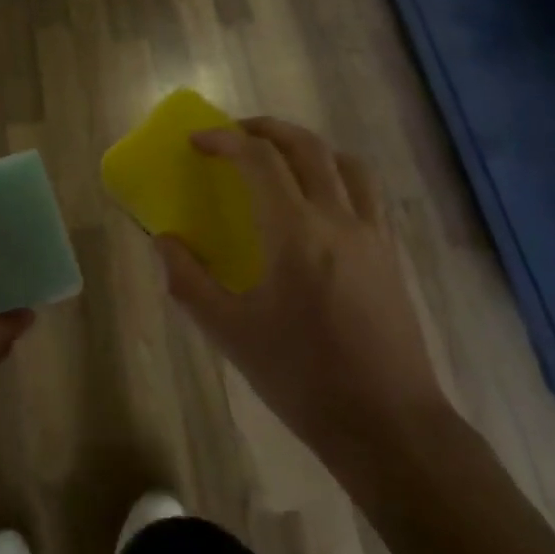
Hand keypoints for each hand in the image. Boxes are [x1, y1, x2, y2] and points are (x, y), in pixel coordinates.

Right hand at [155, 118, 452, 466]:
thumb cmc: (303, 378)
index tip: (198, 140)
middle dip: (266, 129)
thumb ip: (189, 283)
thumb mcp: (232, 335)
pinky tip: (320, 204)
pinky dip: (338, 175)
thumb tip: (163, 242)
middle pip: (306, 146)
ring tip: (280, 160)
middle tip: (235, 134)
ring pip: (345, 162)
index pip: (260, 160)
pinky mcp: (391, 254)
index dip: (226, 139)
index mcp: (295, 233)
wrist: (389, 424)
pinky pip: (366, 192)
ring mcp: (372, 234)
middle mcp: (338, 219)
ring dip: (308, 147)